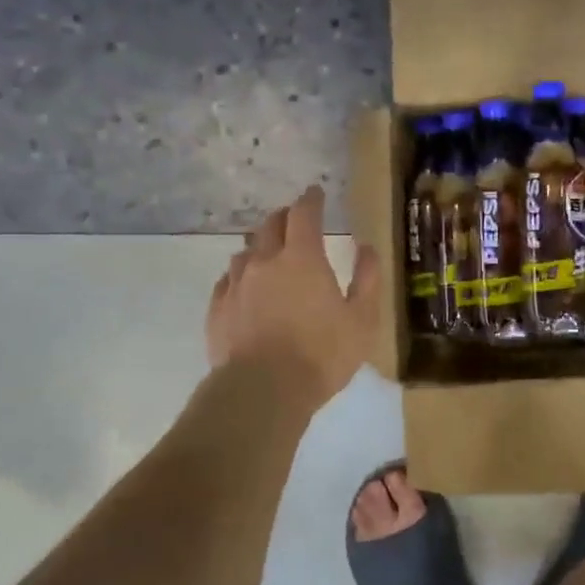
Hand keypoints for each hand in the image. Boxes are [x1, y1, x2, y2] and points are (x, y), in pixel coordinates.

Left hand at [207, 185, 381, 409]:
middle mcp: (264, 262)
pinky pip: (227, 281)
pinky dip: (240, 275)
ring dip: (260, 246)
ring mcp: (236, 285)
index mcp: (302, 259)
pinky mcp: (217, 310)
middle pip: (270, 226)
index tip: (316, 193)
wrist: (262, 391)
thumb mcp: (362, 320)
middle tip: (295, 221)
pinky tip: (245, 287)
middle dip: (284, 217)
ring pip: (245, 252)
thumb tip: (366, 248)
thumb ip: (366, 279)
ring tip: (269, 255)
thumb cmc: (322, 355)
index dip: (311, 200)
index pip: (304, 214)